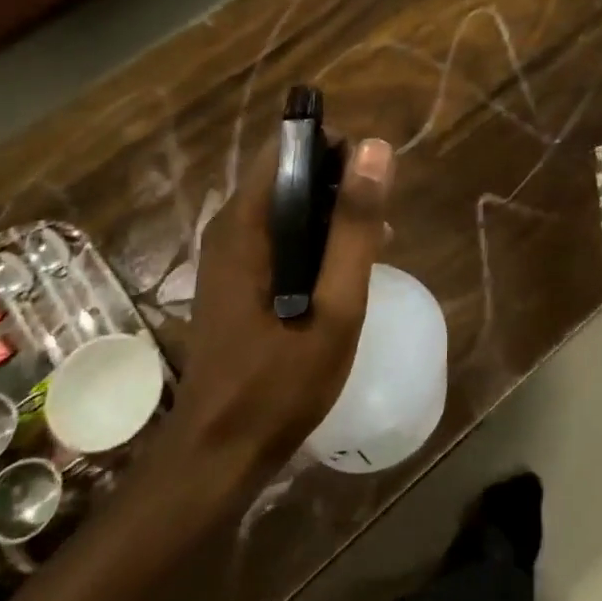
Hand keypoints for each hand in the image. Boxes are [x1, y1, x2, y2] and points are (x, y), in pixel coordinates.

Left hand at [164, 137, 394, 461]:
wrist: (220, 452)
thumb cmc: (280, 381)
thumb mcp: (335, 304)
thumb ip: (354, 227)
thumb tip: (374, 149)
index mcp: (246, 223)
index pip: (289, 147)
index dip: (336, 151)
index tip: (375, 185)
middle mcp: (230, 227)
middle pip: (290, 174)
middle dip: (340, 186)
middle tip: (381, 225)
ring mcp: (229, 254)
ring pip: (288, 206)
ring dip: (332, 216)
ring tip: (374, 248)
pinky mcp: (236, 278)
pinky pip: (281, 237)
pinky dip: (315, 242)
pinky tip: (343, 275)